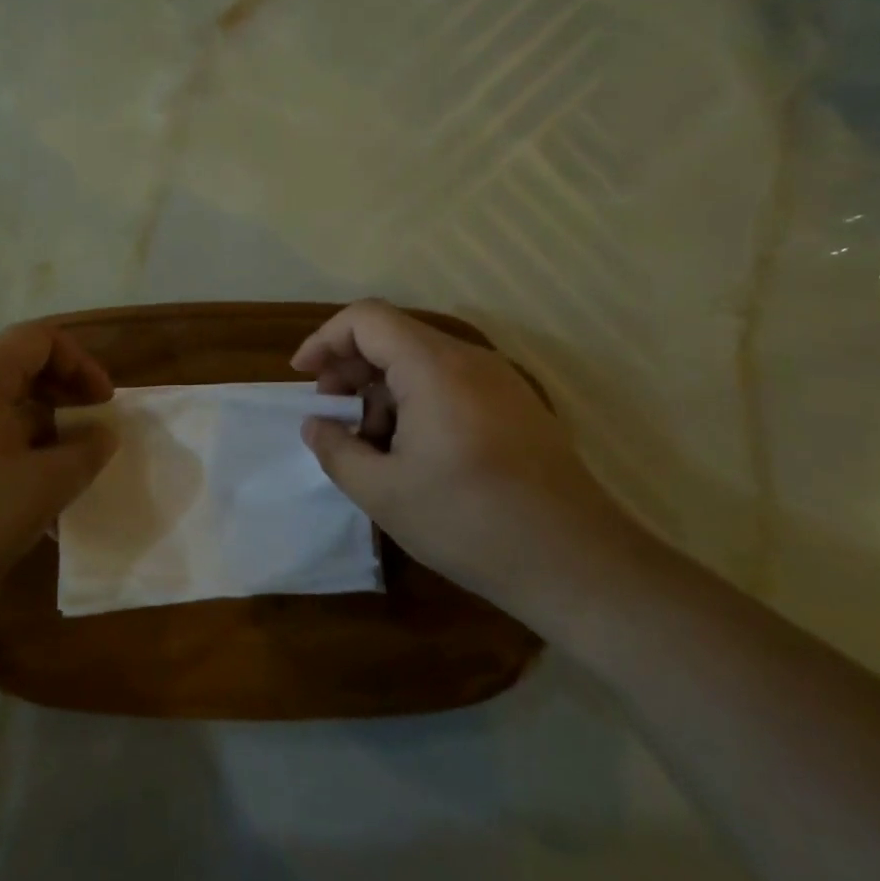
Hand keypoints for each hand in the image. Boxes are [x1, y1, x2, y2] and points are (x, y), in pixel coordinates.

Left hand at [0, 323, 119, 612]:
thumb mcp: (45, 486)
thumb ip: (86, 452)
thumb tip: (101, 434)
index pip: (40, 338)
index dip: (82, 364)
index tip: (103, 405)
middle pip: (14, 366)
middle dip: (60, 396)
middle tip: (86, 433)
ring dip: (33, 427)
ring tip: (55, 473)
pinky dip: (1, 446)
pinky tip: (13, 496)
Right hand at [292, 299, 643, 629]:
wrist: (576, 562)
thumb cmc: (469, 521)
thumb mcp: (383, 492)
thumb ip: (335, 450)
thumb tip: (316, 425)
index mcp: (433, 367)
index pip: (366, 318)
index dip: (325, 339)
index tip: (303, 377)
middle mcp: (468, 358)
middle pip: (393, 336)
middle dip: (350, 368)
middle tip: (331, 415)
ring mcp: (498, 380)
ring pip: (421, 360)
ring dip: (382, 389)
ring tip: (370, 443)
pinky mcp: (515, 405)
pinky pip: (450, 382)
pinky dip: (416, 400)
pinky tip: (412, 451)